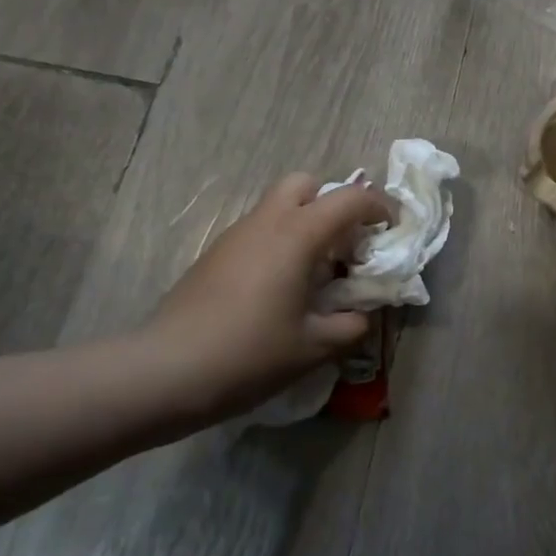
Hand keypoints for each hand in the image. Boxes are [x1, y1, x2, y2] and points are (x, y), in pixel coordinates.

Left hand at [136, 174, 394, 420]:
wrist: (164, 372)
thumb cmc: (248, 354)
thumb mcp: (313, 347)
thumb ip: (350, 326)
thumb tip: (361, 315)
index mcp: (297, 234)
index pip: (350, 198)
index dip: (378, 207)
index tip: (391, 231)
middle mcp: (267, 222)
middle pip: (306, 183)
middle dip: (332, 202)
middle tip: (345, 243)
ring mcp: (236, 235)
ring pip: (279, 205)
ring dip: (305, 223)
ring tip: (316, 272)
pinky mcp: (215, 254)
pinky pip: (259, 230)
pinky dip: (280, 242)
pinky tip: (280, 288)